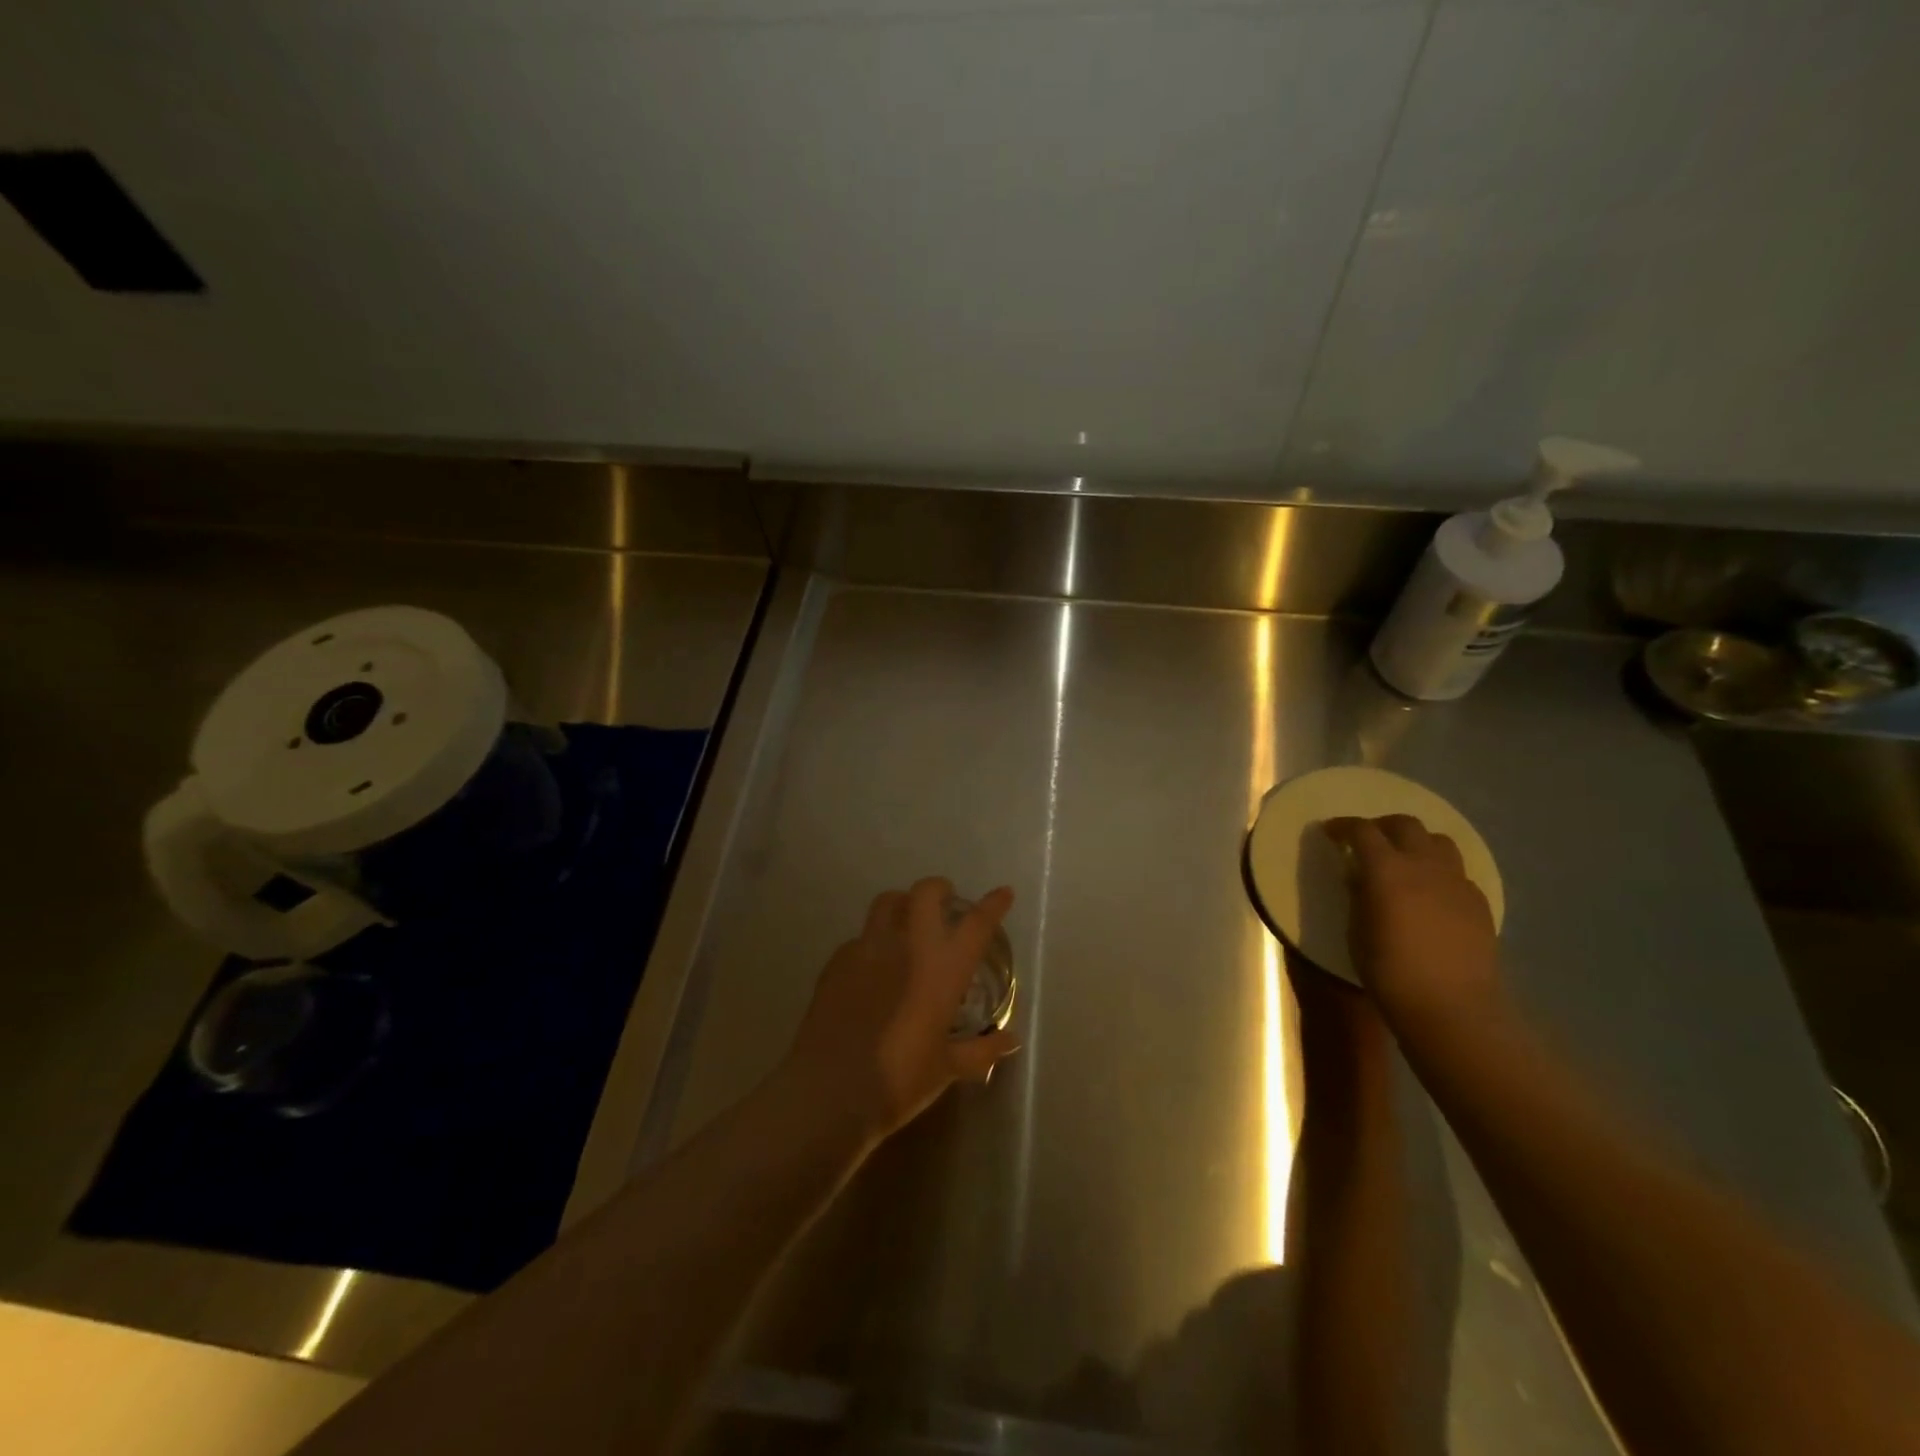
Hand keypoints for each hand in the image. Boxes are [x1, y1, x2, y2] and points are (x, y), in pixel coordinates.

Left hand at [780, 877, 1020, 1145]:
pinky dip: (873, 942)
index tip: (1003, 893)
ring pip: (888, 902)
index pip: (977, 923)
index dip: (994, 904)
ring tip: (908, 922)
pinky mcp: (838, 960)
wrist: (830, 1090)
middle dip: (940, 889)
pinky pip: (860, 937)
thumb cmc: (900, 1080)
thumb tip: (1011, 1041)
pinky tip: (873, 966)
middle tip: (946, 903)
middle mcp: (909, 945)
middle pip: (926, 893)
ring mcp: (868, 947)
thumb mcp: (947, 1068)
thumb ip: (982, 1050)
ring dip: (903, 904)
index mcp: (944, 968)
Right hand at [1323, 815, 1503, 1035]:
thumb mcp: (1356, 932)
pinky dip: (1438, 871)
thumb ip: (1358, 896)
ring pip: (1438, 841)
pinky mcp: (1478, 902)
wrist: (1453, 1008)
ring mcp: (1456, 882)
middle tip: (1367, 841)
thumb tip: (1359, 877)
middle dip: (1382, 826)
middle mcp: (1424, 865)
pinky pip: (1457, 872)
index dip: (1343, 827)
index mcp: (1386, 869)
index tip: (1330, 832)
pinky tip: (1430, 894)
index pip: (1362, 831)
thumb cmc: (1390, 972)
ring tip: (1403, 860)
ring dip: (1416, 842)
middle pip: (1405, 824)